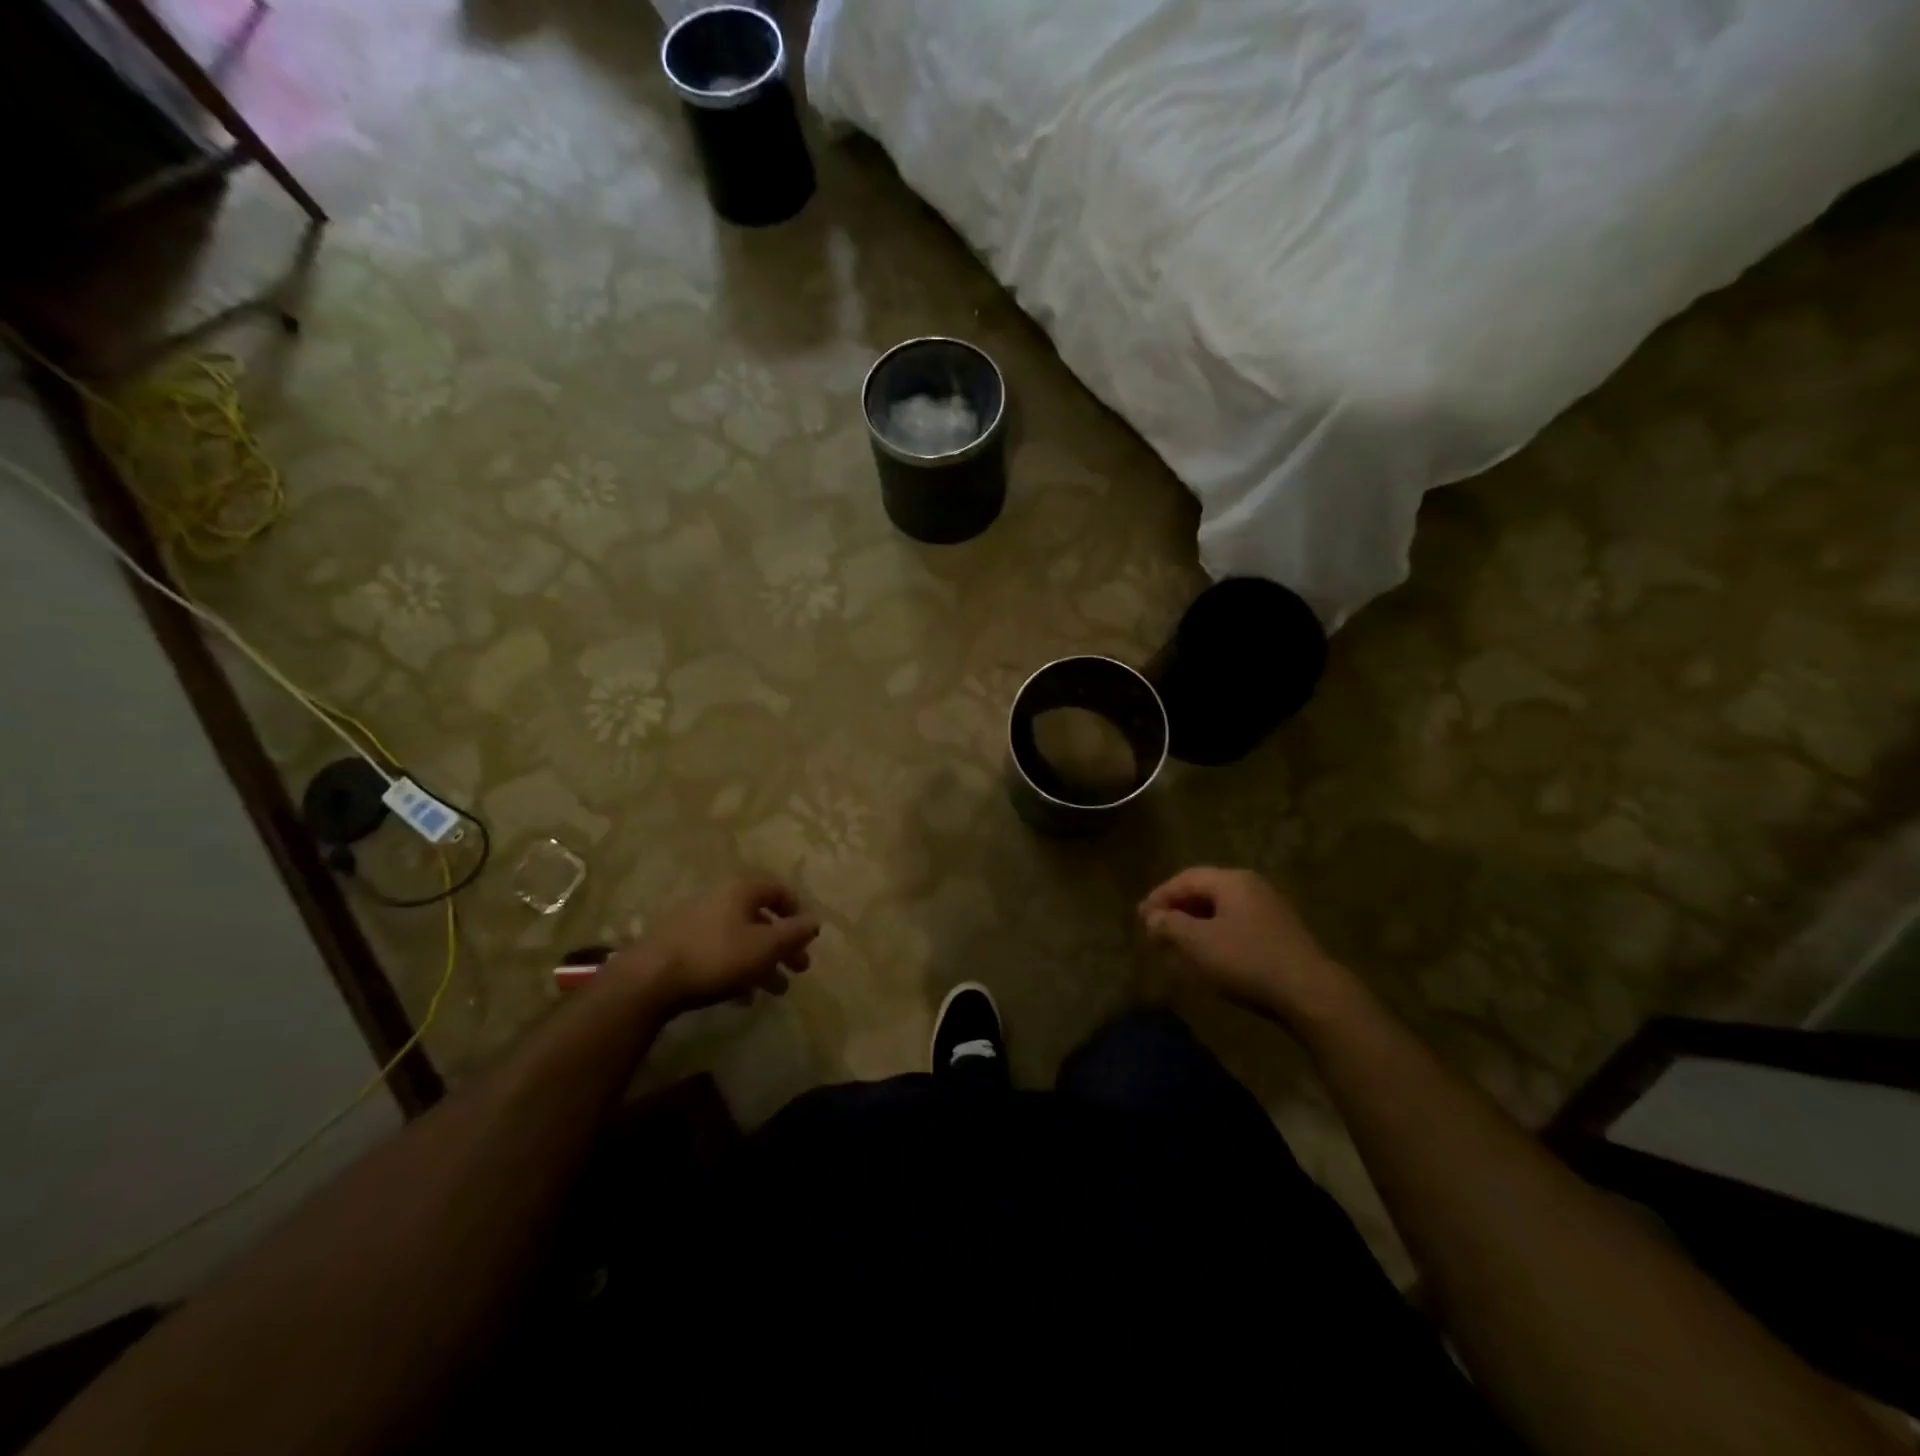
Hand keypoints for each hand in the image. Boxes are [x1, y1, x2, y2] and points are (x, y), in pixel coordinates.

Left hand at [613, 879, 819, 1014]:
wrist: (649, 980)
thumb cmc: (716, 956)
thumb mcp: (765, 946)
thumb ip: (794, 933)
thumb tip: (815, 921)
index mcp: (741, 891)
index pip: (778, 890)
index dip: (797, 911)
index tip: (808, 937)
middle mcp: (719, 899)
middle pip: (760, 918)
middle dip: (783, 945)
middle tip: (799, 969)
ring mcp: (696, 923)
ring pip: (740, 939)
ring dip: (762, 962)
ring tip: (776, 990)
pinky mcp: (680, 947)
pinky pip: (718, 954)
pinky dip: (736, 970)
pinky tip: (743, 997)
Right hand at [1138, 867, 1347, 1024]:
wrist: (1311, 993)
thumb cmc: (1247, 960)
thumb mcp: (1198, 943)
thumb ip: (1169, 925)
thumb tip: (1152, 917)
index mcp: (1231, 880)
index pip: (1185, 879)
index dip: (1159, 896)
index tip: (1141, 918)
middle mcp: (1251, 886)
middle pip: (1204, 891)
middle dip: (1176, 910)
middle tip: (1155, 930)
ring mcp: (1270, 909)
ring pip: (1221, 909)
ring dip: (1195, 924)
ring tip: (1177, 945)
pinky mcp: (1280, 933)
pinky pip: (1237, 925)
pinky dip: (1215, 935)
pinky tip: (1208, 956)